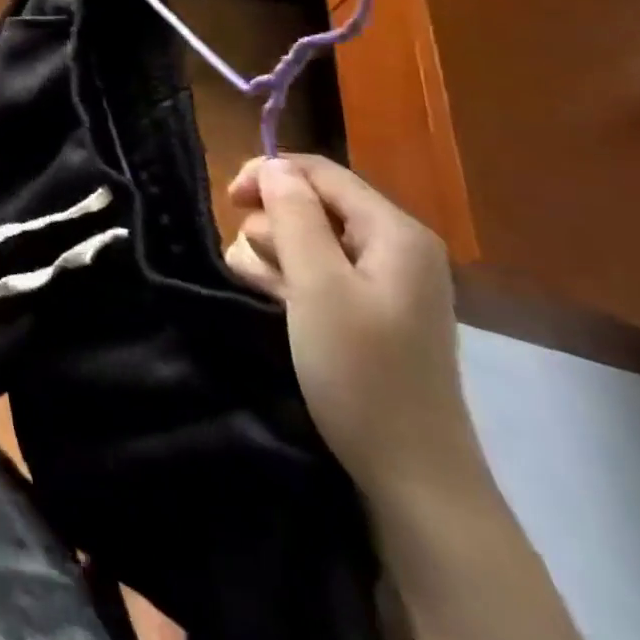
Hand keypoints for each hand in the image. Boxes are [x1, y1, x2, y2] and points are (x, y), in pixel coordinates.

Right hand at [223, 155, 479, 498]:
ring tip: (269, 292)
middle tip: (259, 265)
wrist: (412, 474)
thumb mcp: (317, 285)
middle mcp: (395, 245)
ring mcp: (385, 279)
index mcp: (394, 232)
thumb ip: (293, 215)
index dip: (268, 175)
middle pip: (312, 202)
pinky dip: (292, 278)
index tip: (228, 202)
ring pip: (308, 235)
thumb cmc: (361, 371)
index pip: (319, 171)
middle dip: (273, 224)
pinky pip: (319, 268)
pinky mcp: (371, 307)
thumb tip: (273, 165)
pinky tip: (277, 302)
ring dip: (276, 254)